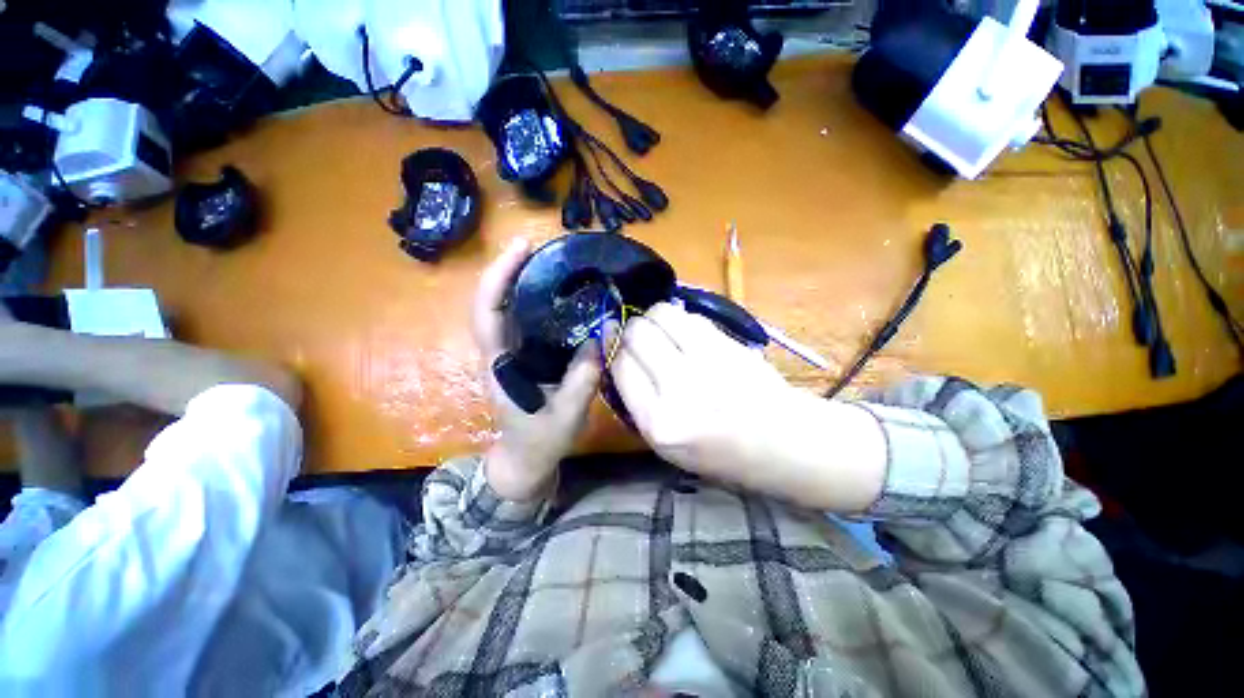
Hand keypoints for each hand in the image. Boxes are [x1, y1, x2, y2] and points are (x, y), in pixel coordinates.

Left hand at [473, 239, 602, 500]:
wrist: (525, 459)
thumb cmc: (541, 441)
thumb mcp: (566, 415)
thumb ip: (582, 379)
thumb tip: (602, 336)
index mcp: (502, 365)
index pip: (488, 314)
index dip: (499, 278)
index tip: (521, 249)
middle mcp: (499, 353)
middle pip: (492, 303)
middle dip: (509, 270)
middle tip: (538, 246)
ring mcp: (509, 354)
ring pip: (506, 309)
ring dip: (520, 281)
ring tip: (548, 261)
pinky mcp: (522, 357)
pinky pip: (522, 321)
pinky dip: (533, 300)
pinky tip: (555, 293)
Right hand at [609, 303, 885, 511]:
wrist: (783, 442)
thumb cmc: (721, 454)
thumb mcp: (666, 444)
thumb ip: (638, 401)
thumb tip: (618, 354)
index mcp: (658, 423)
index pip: (620, 367)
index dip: (613, 349)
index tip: (612, 341)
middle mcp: (678, 389)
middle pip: (635, 334)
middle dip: (629, 330)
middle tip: (637, 336)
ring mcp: (706, 361)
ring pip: (660, 314)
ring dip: (652, 317)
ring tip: (659, 329)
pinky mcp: (727, 343)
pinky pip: (688, 315)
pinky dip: (677, 317)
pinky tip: (682, 329)